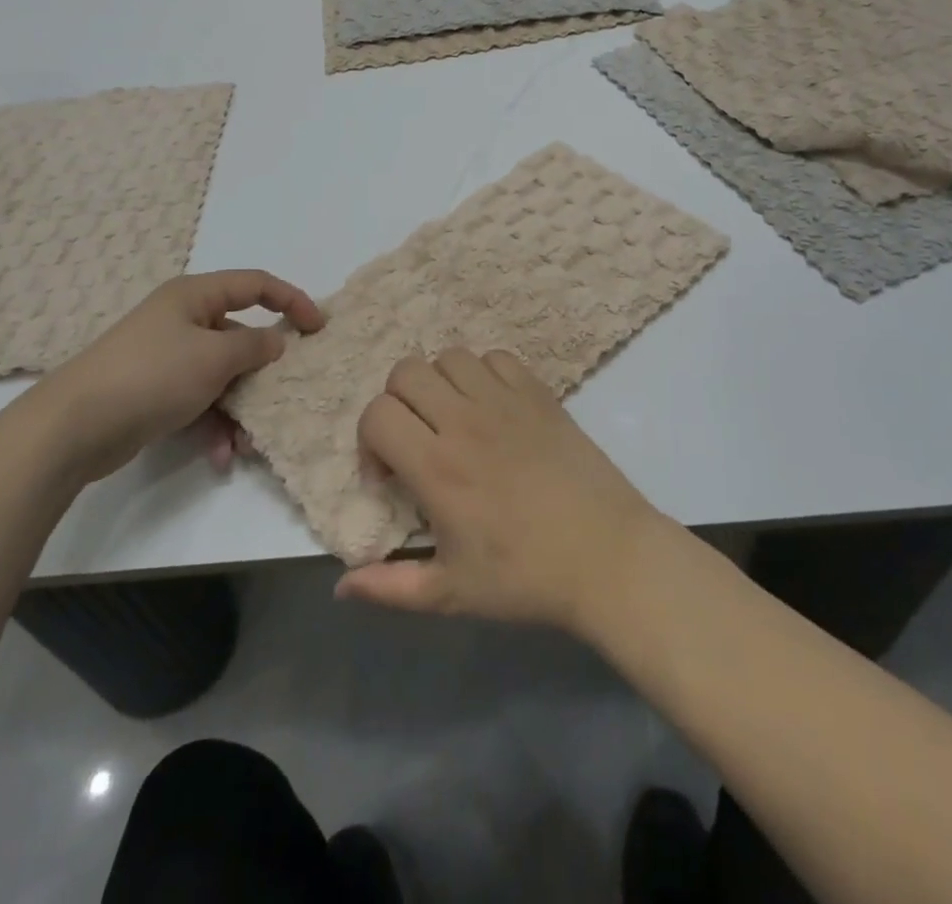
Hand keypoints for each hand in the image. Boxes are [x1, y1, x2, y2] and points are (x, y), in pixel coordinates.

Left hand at [18, 270, 322, 485]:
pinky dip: (213, 424)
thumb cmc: (153, 375)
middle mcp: (183, 320)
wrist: (74, 426)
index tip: (319, 328)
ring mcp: (168, 357)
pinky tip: (219, 455)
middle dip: (263, 370)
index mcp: (195, 296)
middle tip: (287, 392)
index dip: (292, 300)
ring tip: (246, 442)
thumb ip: (254, 346)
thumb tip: (275, 341)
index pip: (256, 285)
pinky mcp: (156, 391)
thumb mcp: (214, 356)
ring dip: (239, 408)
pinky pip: (200, 400)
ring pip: (222, 375)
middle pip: (240, 335)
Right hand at [335, 349, 663, 633]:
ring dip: (439, 384)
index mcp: (437, 467)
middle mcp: (465, 421)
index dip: (369, 440)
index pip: (377, 414)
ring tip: (453, 420)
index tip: (390, 474)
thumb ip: (390, 588)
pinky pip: (496, 358)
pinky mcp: (539, 393)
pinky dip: (483, 374)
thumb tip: (342, 586)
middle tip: (416, 440)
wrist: (609, 557)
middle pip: (406, 372)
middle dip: (397, 403)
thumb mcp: (452, 594)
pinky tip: (492, 409)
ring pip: (449, 357)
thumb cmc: (527, 578)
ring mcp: (505, 401)